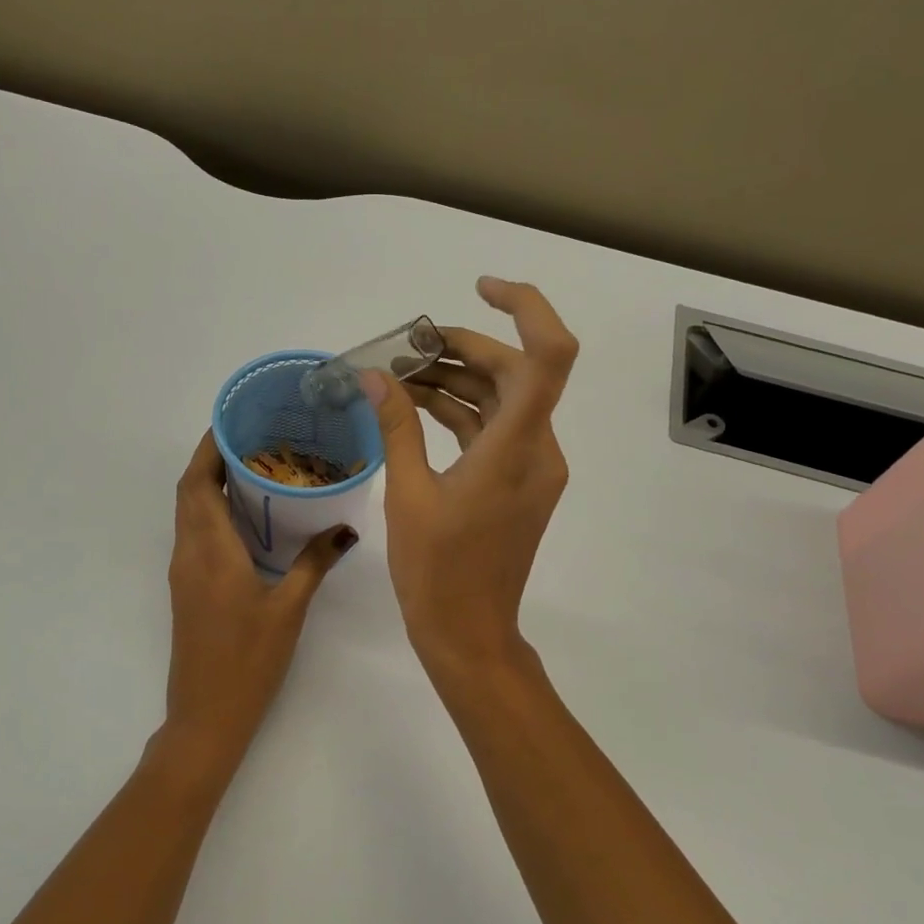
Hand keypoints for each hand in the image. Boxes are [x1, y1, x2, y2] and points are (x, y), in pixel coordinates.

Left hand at [162, 431, 356, 761]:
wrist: (207, 714)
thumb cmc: (248, 660)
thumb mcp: (289, 608)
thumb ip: (315, 563)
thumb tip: (346, 528)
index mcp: (210, 550)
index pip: (198, 482)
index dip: (209, 447)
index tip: (235, 421)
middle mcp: (189, 553)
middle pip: (189, 491)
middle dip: (213, 458)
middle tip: (253, 437)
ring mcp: (185, 572)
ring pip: (189, 512)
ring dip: (210, 484)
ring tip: (254, 466)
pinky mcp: (188, 587)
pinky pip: (195, 533)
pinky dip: (212, 511)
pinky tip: (247, 516)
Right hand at [362, 277, 577, 676]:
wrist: (469, 634)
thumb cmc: (436, 573)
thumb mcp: (408, 495)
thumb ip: (395, 427)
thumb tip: (374, 376)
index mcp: (516, 449)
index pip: (549, 357)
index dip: (525, 308)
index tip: (480, 290)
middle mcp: (538, 450)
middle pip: (514, 372)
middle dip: (462, 349)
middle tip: (405, 349)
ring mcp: (533, 467)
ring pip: (503, 400)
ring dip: (456, 381)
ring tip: (399, 376)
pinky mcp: (520, 482)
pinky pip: (495, 430)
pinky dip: (461, 413)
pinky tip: (417, 407)